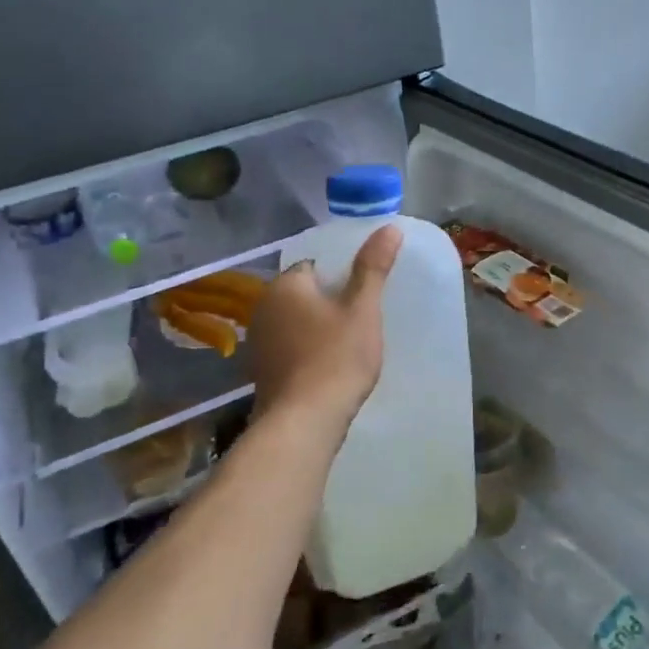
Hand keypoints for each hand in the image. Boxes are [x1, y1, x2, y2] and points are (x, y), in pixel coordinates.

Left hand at [250, 225, 401, 424]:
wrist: (304, 421)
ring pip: (295, 322)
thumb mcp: (363, 309)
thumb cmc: (336, 357)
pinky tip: (328, 367)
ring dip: (316, 328)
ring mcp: (258, 342)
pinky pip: (289, 348)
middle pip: (303, 294)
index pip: (314, 266)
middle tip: (361, 318)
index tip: (363, 294)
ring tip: (348, 343)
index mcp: (285, 285)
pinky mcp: (261, 371)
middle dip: (328, 302)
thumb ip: (373, 267)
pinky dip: (306, 351)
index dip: (341, 276)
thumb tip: (389, 227)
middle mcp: (263, 308)